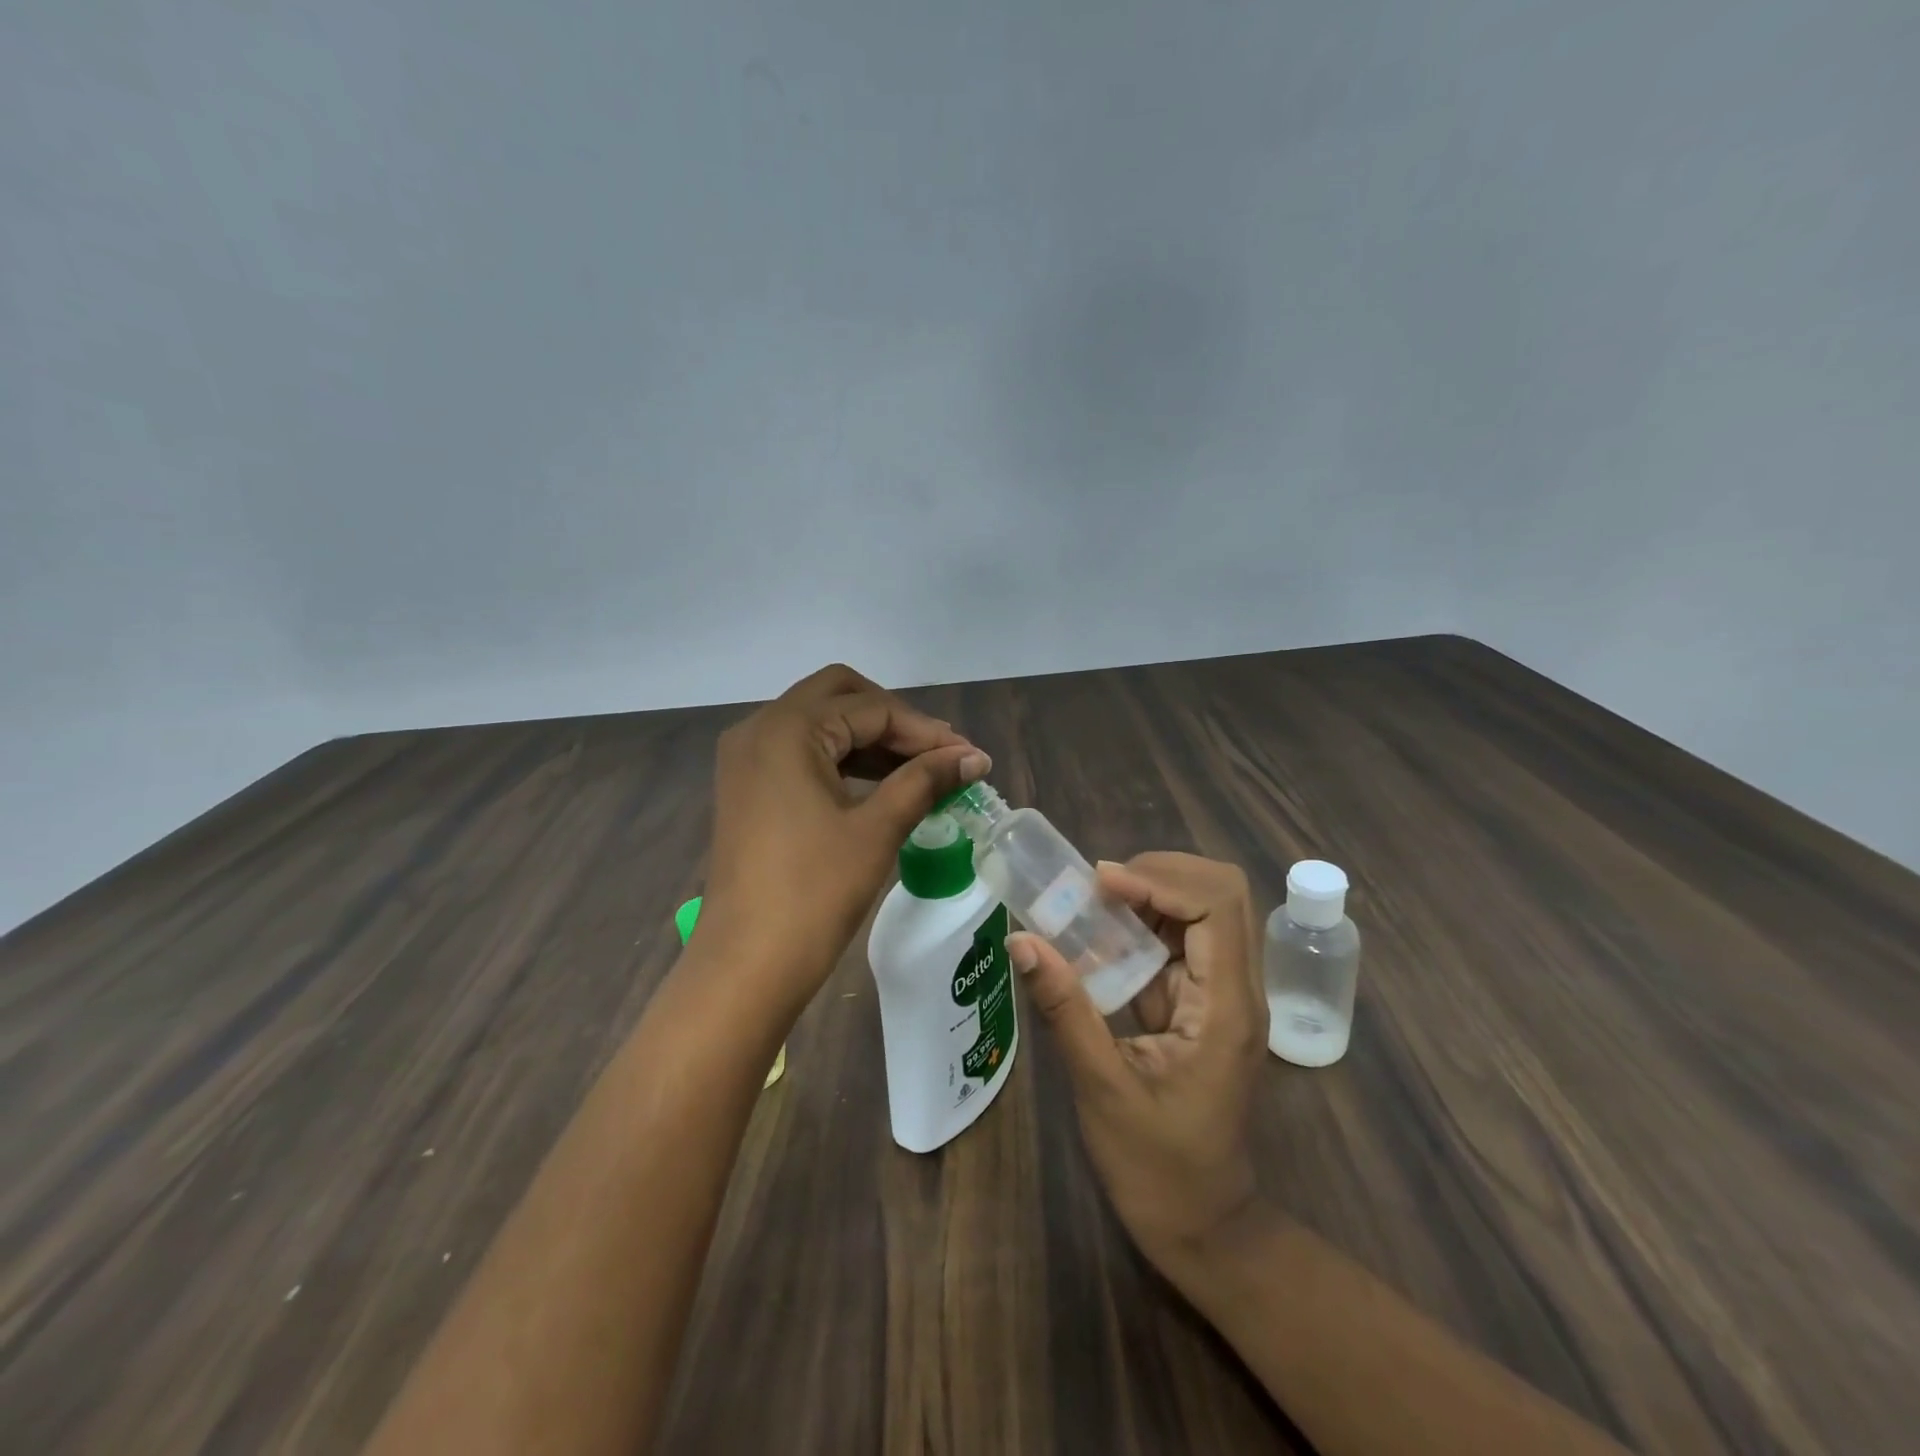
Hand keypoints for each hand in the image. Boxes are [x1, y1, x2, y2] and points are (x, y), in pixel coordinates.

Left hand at [699, 664, 990, 1008]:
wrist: (746, 966)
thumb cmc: (814, 892)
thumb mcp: (877, 829)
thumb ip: (925, 780)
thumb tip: (974, 757)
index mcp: (787, 729)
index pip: (871, 708)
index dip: (925, 731)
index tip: (969, 757)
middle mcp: (759, 729)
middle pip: (840, 697)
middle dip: (894, 721)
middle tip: (938, 754)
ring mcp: (747, 758)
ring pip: (820, 723)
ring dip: (870, 740)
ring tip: (922, 771)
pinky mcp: (747, 787)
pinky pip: (802, 753)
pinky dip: (843, 760)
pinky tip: (881, 785)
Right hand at [1009, 853, 1270, 1276]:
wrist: (1205, 1228)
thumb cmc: (1157, 1169)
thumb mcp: (1103, 1088)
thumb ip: (1066, 1009)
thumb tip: (1022, 940)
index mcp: (1228, 1009)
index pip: (1216, 906)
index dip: (1160, 880)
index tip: (1099, 883)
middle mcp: (1239, 989)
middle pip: (1221, 894)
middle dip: (1159, 874)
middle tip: (1096, 885)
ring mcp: (1226, 995)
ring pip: (1204, 910)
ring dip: (1149, 894)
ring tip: (1089, 900)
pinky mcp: (1206, 1004)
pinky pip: (1183, 941)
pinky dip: (1143, 924)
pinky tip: (1100, 934)